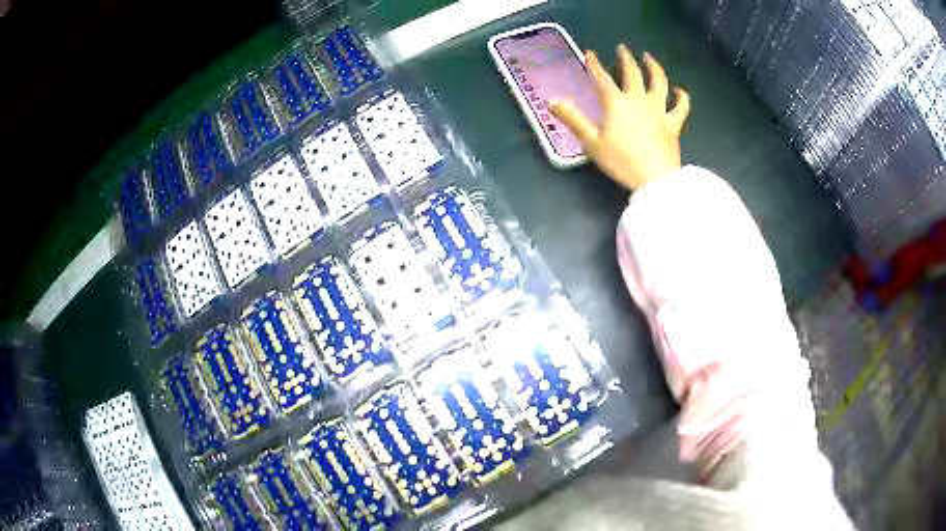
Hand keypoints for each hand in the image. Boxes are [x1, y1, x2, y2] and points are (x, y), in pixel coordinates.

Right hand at [550, 44, 690, 190]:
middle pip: (632, 73)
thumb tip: (552, 101)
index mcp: (616, 103)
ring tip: (649, 58)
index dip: (594, 64)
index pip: (602, 78)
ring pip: (659, 82)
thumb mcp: (591, 142)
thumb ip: (573, 119)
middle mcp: (638, 100)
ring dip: (654, 67)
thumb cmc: (621, 162)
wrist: (655, 179)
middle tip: (622, 48)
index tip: (590, 53)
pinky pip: (681, 107)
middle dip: (626, 58)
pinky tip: (679, 91)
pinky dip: (682, 97)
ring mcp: (659, 110)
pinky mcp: (673, 124)